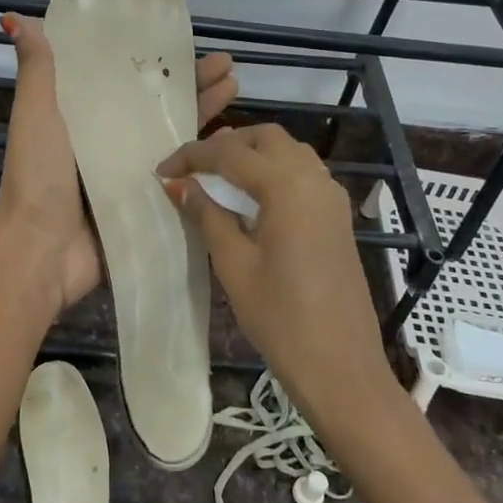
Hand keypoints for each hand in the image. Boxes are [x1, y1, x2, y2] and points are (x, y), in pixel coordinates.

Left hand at [0, 13, 237, 317]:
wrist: (42, 251)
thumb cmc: (38, 176)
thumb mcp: (35, 114)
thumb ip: (37, 71)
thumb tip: (14, 17)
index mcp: (81, 116)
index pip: (124, 78)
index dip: (153, 60)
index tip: (184, 39)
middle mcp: (108, 141)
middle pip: (156, 106)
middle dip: (191, 84)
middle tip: (228, 65)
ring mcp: (129, 174)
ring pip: (173, 136)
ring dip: (203, 113)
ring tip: (235, 89)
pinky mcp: (145, 203)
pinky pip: (180, 176)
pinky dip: (204, 159)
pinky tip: (232, 143)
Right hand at [157, 123, 393, 422]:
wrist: (340, 365)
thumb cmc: (280, 318)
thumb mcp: (234, 265)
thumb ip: (207, 215)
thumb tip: (179, 184)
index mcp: (287, 187)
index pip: (230, 152)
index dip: (191, 157)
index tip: (161, 171)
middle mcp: (314, 179)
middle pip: (266, 137)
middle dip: (226, 144)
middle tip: (192, 170)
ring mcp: (331, 196)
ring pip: (288, 151)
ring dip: (252, 153)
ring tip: (217, 179)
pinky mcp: (338, 216)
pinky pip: (303, 173)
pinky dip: (274, 171)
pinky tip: (252, 199)